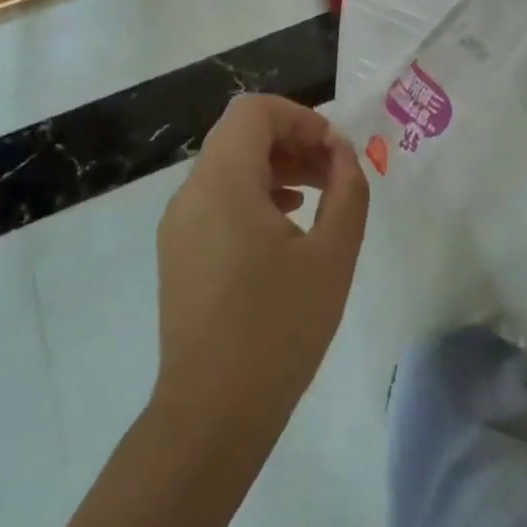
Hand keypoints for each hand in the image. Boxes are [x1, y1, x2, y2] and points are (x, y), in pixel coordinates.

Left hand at [151, 95, 369, 446]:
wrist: (212, 415)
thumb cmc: (279, 328)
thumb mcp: (333, 254)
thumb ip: (347, 189)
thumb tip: (342, 153)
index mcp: (223, 184)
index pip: (254, 111)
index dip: (300, 117)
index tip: (334, 151)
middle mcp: (191, 194)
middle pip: (241, 135)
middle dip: (293, 141)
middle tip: (336, 173)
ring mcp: (179, 225)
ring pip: (229, 166)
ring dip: (277, 167)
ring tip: (319, 197)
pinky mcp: (178, 252)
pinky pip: (217, 199)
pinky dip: (254, 194)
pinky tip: (287, 225)